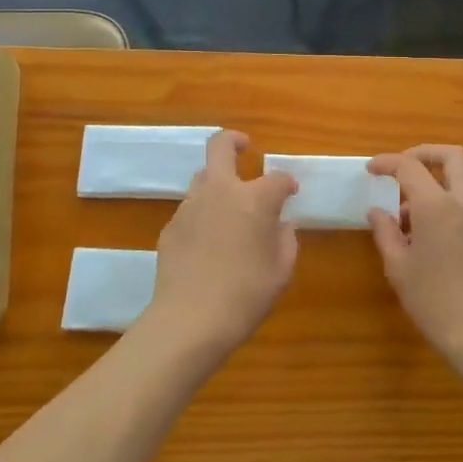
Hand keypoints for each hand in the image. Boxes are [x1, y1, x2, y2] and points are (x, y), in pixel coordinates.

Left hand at [144, 131, 298, 361]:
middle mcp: (220, 191)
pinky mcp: (170, 227)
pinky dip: (202, 214)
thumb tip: (280, 224)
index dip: (288, 183)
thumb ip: (285, 239)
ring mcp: (190, 206)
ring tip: (228, 207)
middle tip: (245, 148)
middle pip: (221, 146)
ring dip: (218, 182)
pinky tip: (207, 242)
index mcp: (254, 198)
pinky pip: (190, 209)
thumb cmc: (246, 295)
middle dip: (234, 140)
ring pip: (202, 177)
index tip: (291, 193)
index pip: (278, 178)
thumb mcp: (281, 270)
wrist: (190, 321)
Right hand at [368, 146, 462, 371]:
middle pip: (453, 156)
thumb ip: (385, 232)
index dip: (387, 162)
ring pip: (462, 183)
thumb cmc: (434, 301)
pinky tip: (432, 241)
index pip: (410, 166)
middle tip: (403, 169)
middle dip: (426, 153)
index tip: (371, 169)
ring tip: (409, 219)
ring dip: (436, 186)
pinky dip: (449, 209)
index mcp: (437, 206)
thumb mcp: (399, 268)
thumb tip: (378, 211)